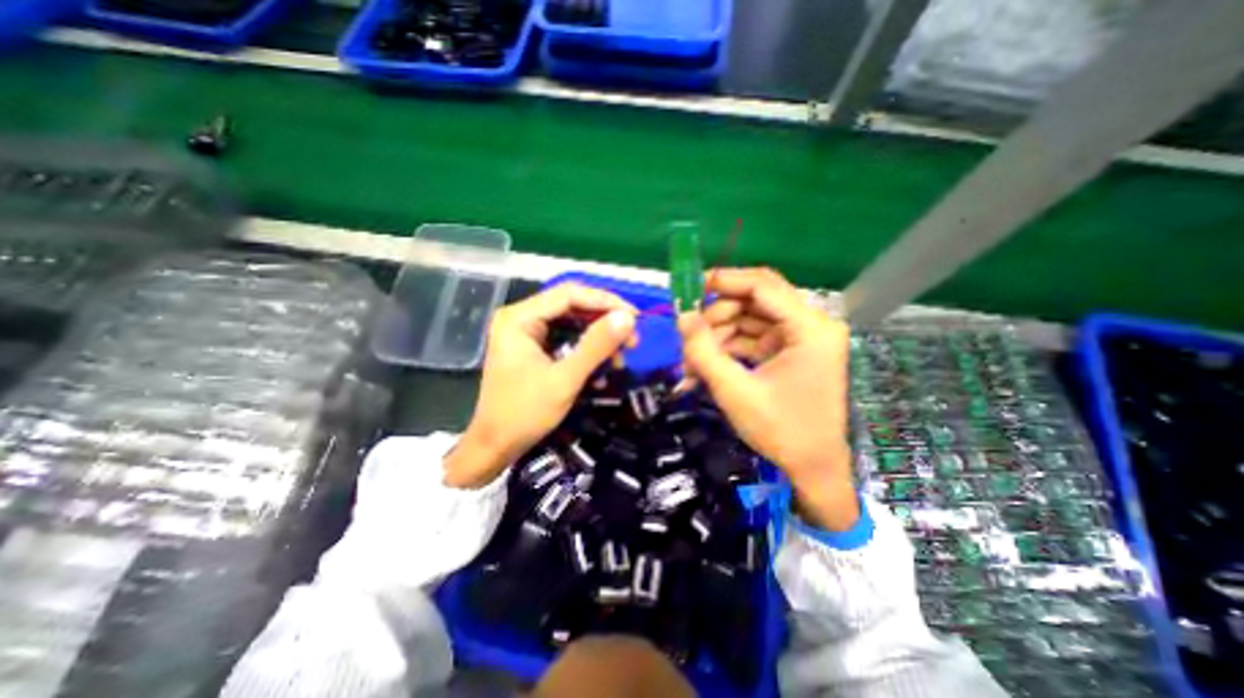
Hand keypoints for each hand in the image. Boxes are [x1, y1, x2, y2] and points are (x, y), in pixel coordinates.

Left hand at [446, 281, 634, 484]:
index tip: (635, 318)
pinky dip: (586, 349)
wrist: (495, 446)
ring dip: (599, 337)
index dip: (606, 302)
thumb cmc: (525, 414)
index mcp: (519, 317)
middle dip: (604, 321)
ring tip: (619, 358)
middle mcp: (521, 317)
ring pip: (572, 321)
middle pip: (571, 305)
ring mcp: (526, 332)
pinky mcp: (532, 346)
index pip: (569, 294)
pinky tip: (601, 367)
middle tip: (632, 340)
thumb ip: (596, 346)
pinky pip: (566, 337)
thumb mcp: (565, 379)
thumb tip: (628, 318)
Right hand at [676, 269, 861, 531]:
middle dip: (716, 318)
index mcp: (810, 328)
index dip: (724, 280)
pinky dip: (727, 349)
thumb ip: (703, 351)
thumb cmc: (781, 431)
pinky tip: (705, 367)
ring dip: (717, 337)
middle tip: (688, 340)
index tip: (691, 287)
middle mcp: (810, 325)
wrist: (813, 469)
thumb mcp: (735, 391)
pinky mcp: (789, 351)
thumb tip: (681, 316)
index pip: (763, 285)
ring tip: (692, 364)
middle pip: (753, 301)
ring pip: (748, 319)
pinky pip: (751, 338)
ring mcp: (799, 338)